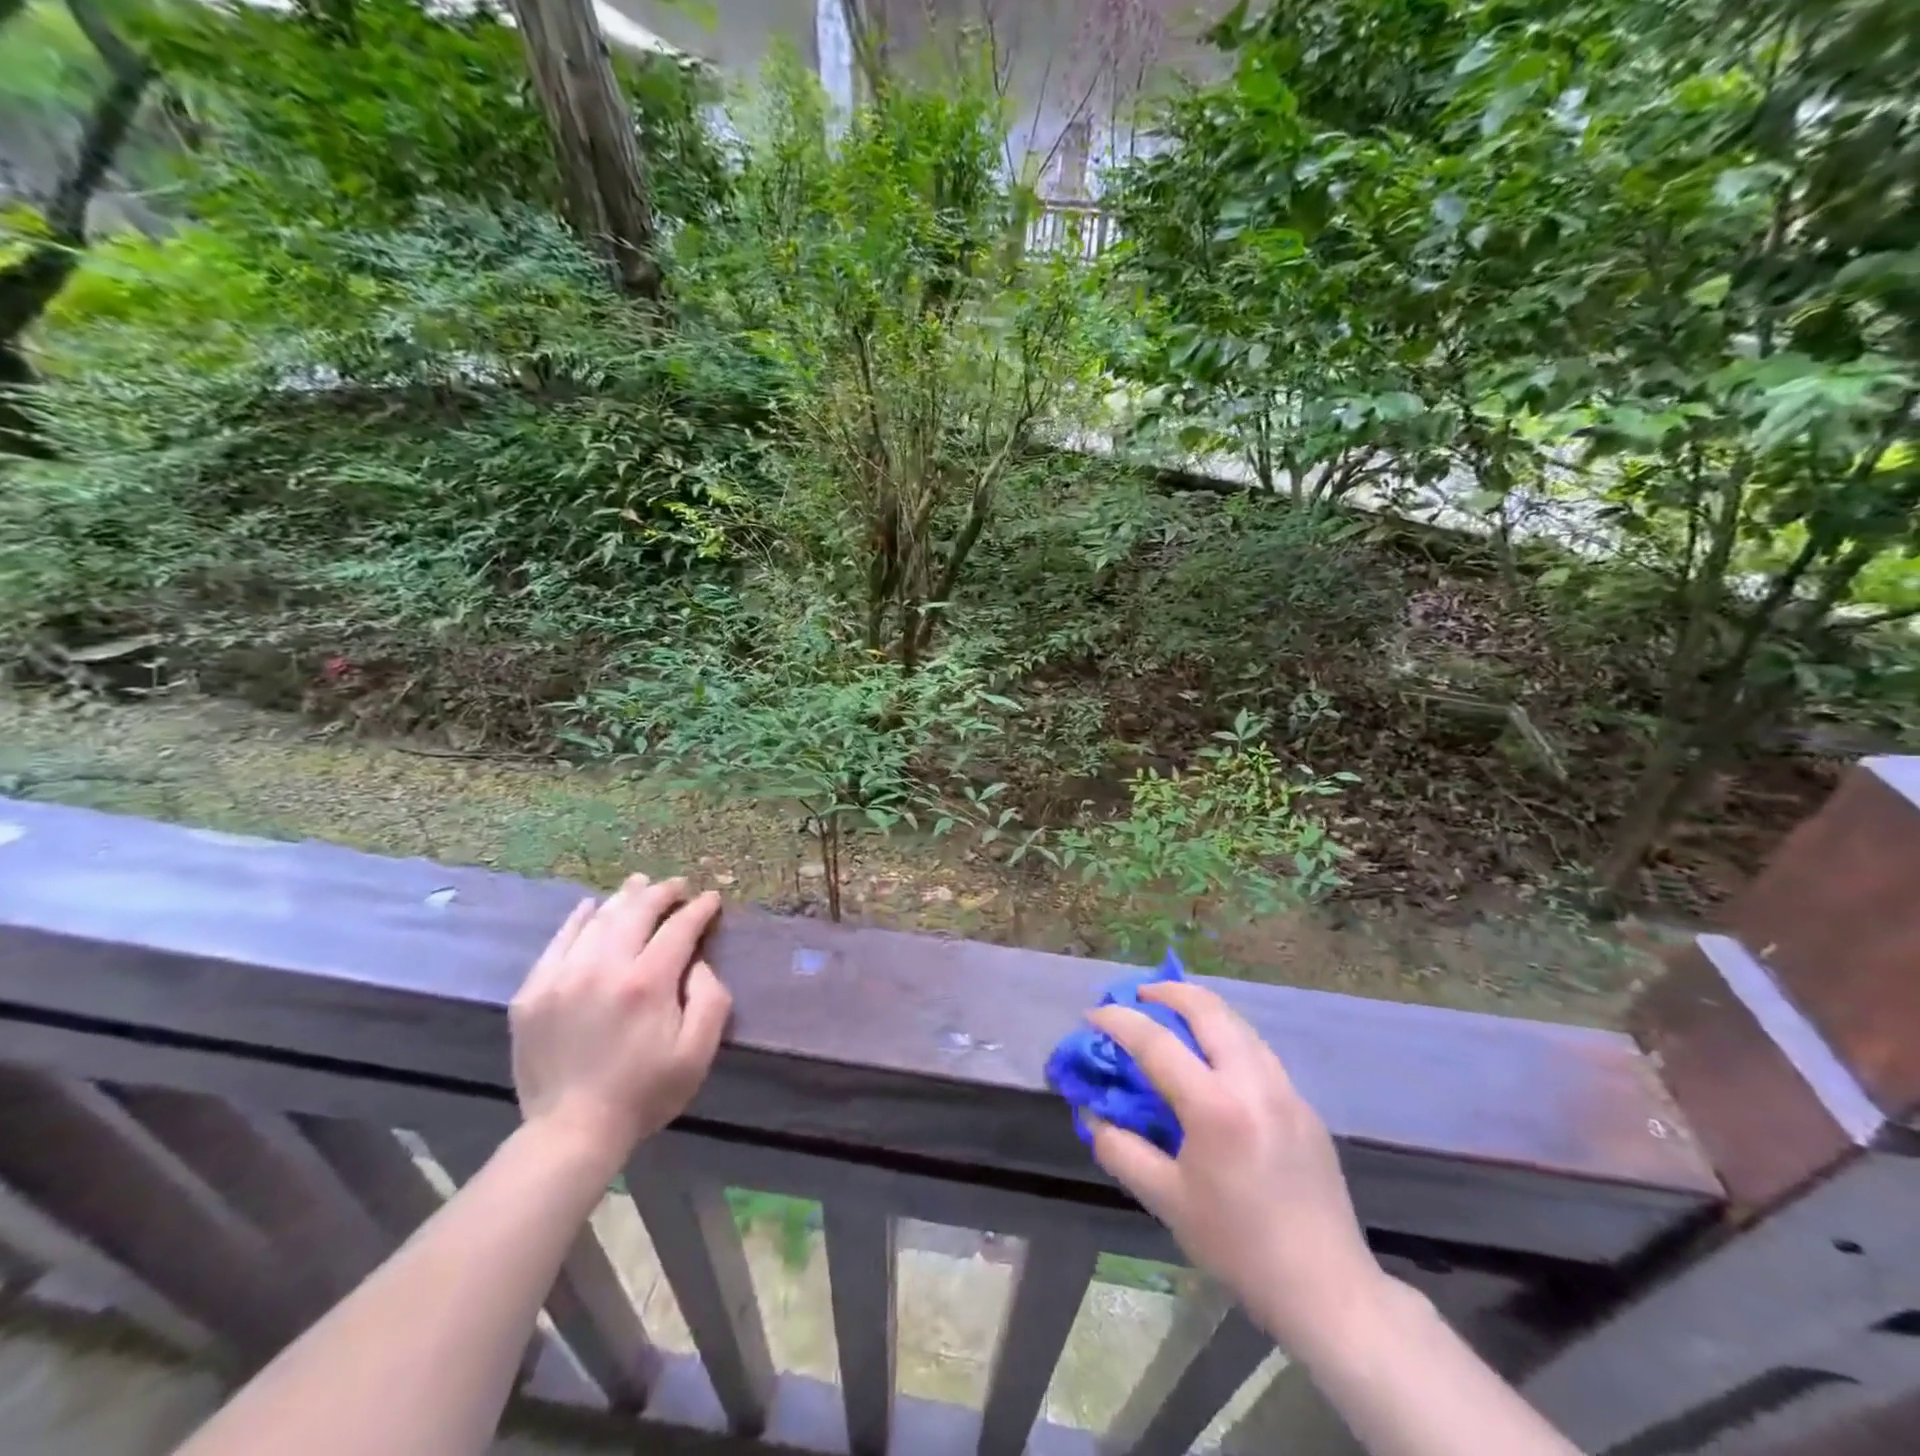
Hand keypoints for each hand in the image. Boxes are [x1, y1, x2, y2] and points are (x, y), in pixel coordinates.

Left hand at [509, 875, 730, 1176]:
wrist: (571, 1132)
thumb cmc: (645, 1092)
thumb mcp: (698, 1052)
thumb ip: (710, 999)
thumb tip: (698, 962)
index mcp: (647, 982)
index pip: (678, 928)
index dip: (698, 909)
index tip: (711, 899)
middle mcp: (603, 967)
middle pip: (636, 912)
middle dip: (662, 892)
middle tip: (677, 885)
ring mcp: (562, 976)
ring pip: (598, 920)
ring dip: (624, 898)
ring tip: (639, 885)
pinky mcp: (533, 991)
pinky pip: (558, 941)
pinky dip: (578, 919)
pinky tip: (590, 908)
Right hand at [1086, 981, 1385, 1355]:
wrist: (1327, 1288)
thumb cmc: (1238, 1246)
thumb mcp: (1166, 1201)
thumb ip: (1120, 1149)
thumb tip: (1091, 1113)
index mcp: (1215, 1106)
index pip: (1156, 1042)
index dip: (1118, 1020)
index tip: (1094, 1013)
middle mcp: (1253, 1082)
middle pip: (1208, 1009)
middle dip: (1168, 991)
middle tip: (1138, 995)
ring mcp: (1285, 1088)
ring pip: (1238, 1023)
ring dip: (1200, 1009)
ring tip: (1172, 1016)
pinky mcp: (1304, 1104)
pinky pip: (1257, 1050)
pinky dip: (1226, 1036)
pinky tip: (1213, 1061)